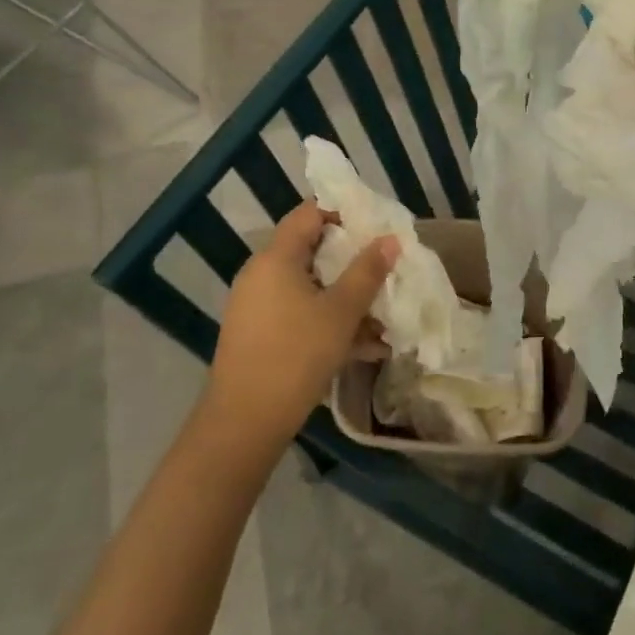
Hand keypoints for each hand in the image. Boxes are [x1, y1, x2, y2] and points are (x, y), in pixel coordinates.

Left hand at [206, 202, 398, 445]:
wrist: (244, 422)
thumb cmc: (297, 354)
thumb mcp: (342, 311)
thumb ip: (368, 271)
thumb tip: (390, 238)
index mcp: (276, 258)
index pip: (309, 213)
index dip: (343, 212)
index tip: (376, 228)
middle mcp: (261, 274)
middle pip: (311, 251)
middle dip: (351, 261)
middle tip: (385, 270)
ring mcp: (257, 306)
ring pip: (309, 288)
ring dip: (345, 298)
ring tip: (383, 317)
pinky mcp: (258, 335)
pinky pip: (299, 314)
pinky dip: (328, 321)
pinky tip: (364, 347)